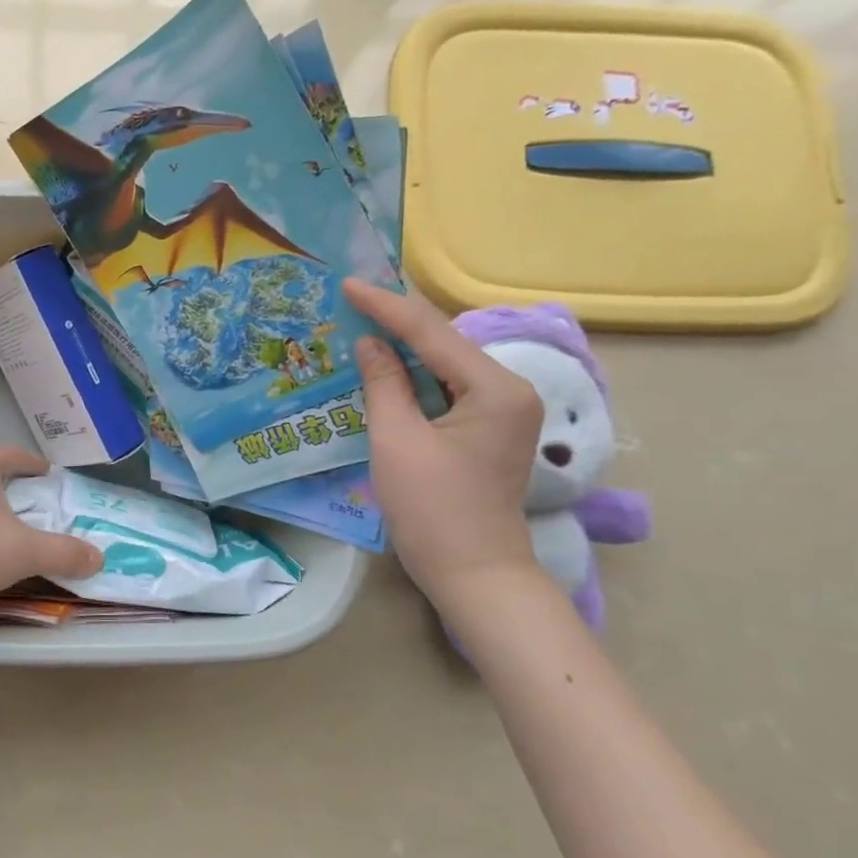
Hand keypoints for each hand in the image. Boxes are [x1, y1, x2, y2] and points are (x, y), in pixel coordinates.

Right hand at [343, 280, 543, 609]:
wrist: (474, 572)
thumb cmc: (433, 509)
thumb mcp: (396, 441)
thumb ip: (383, 384)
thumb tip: (369, 343)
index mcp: (495, 389)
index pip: (432, 334)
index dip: (386, 307)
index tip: (347, 285)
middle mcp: (509, 389)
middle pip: (444, 342)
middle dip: (396, 321)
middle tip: (351, 300)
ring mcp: (503, 409)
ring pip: (444, 363)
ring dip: (402, 348)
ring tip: (359, 323)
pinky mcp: (488, 427)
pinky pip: (446, 387)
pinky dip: (413, 376)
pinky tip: (383, 365)